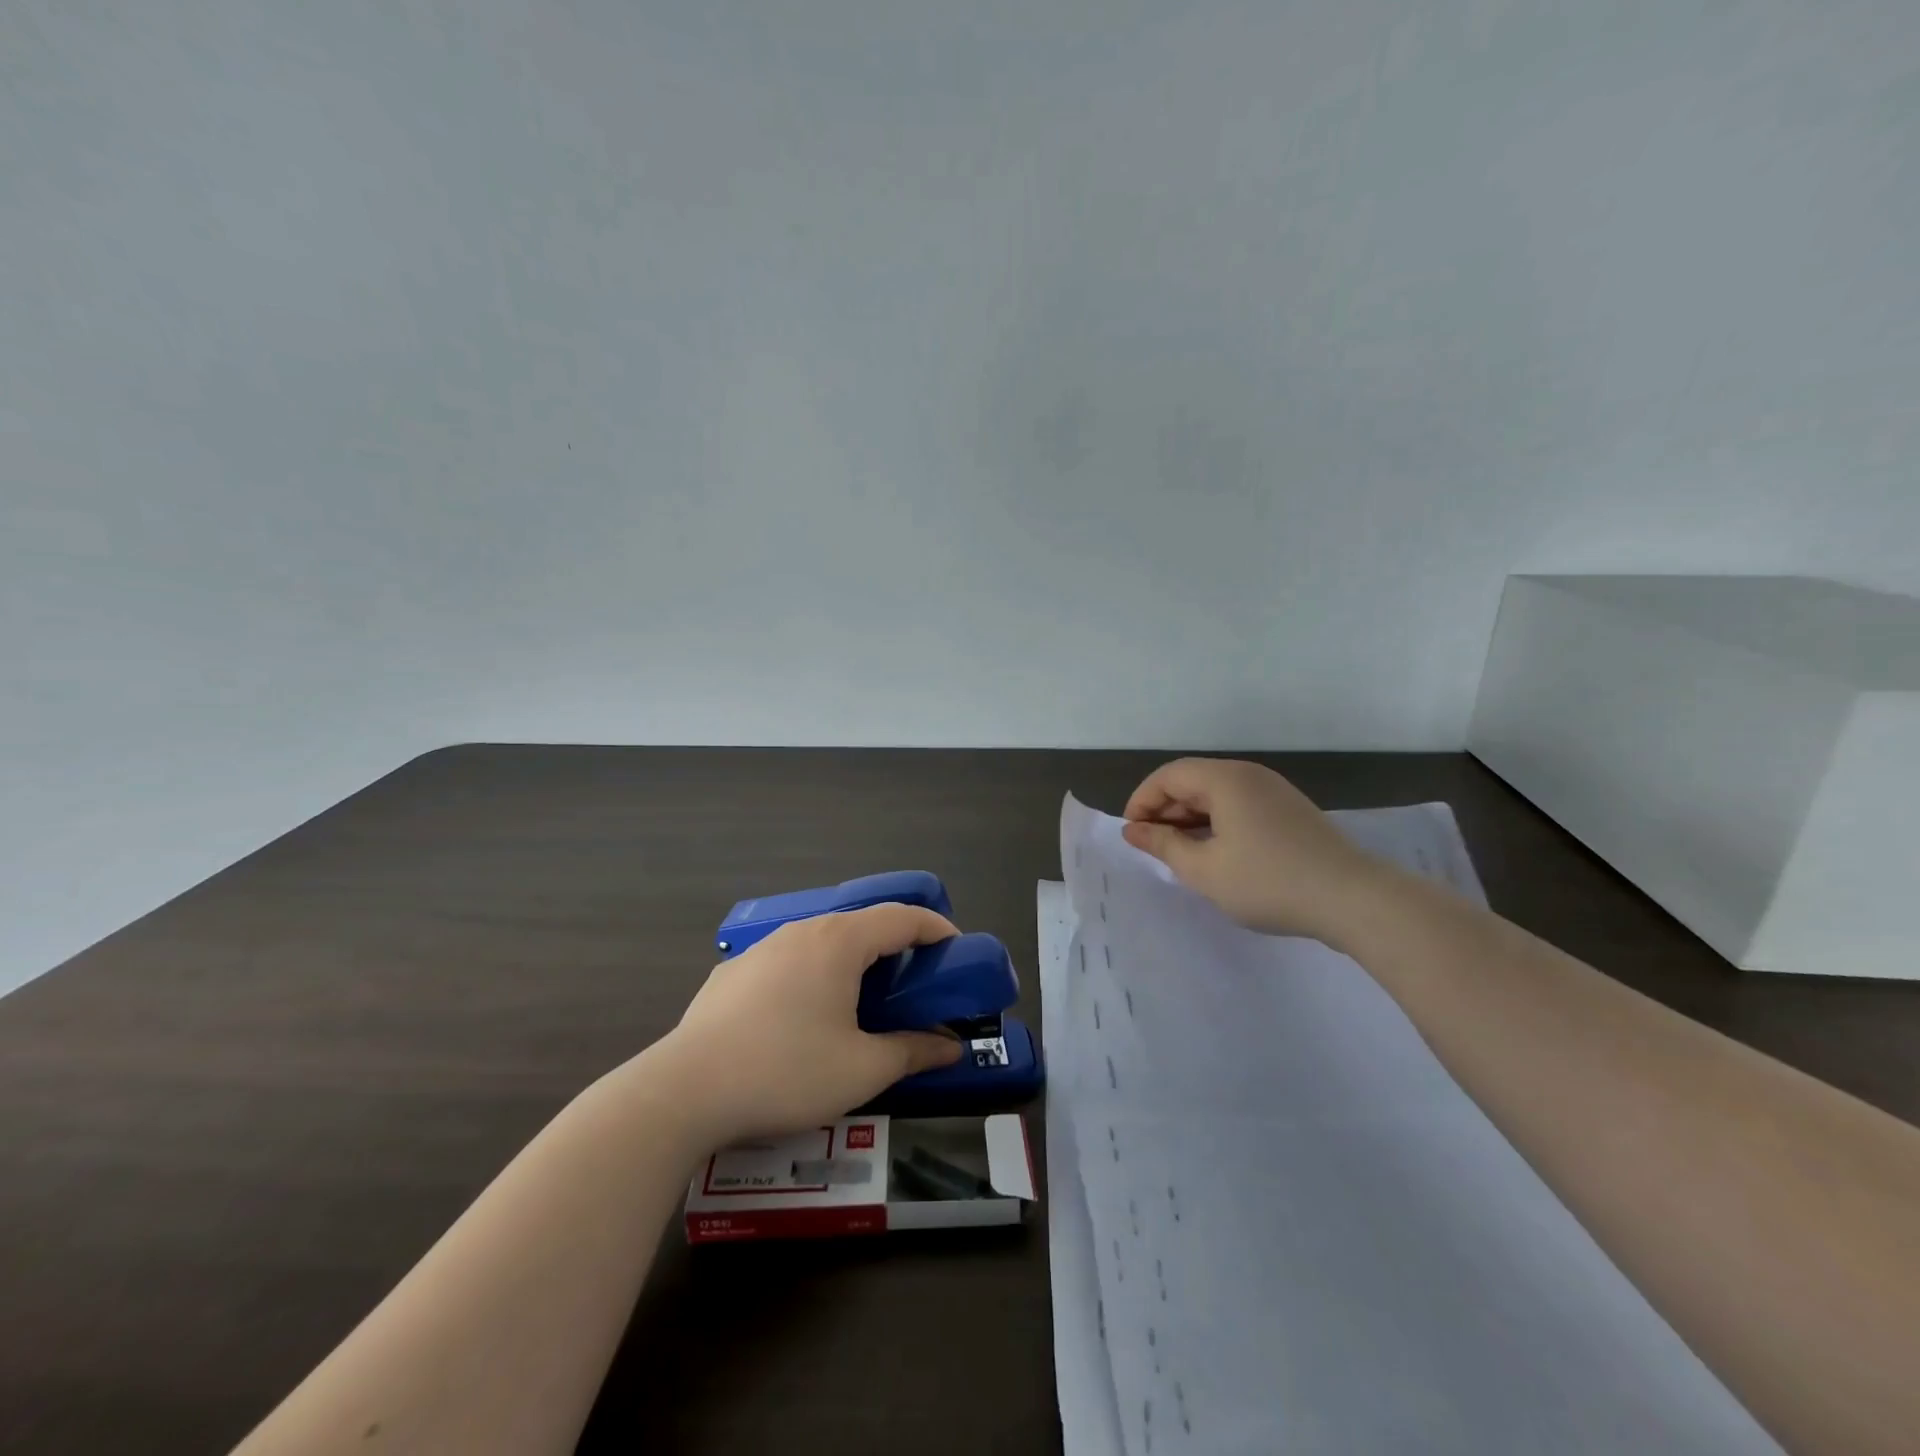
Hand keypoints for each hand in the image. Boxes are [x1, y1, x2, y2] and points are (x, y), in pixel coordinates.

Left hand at [651, 904, 964, 1146]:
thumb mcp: (862, 1070)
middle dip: (896, 947)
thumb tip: (950, 1046)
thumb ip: (912, 1050)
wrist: (684, 1091)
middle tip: (915, 982)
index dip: (936, 929)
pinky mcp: (732, 973)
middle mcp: (802, 931)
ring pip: (821, 942)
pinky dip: (812, 976)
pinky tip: (802, 1018)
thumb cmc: (786, 1072)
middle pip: (862, 926)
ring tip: (862, 1000)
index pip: (902, 917)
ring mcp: (762, 949)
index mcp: (839, 942)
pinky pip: (787, 962)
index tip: (957, 949)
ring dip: (852, 961)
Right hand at [1121, 757, 1382, 941]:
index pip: (1168, 776)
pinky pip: (1239, 806)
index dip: (1142, 801)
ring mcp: (1274, 791)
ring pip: (1216, 795)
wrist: (1353, 899)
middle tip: (1153, 847)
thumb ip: (1163, 844)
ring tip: (1181, 855)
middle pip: (1192, 781)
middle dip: (1165, 810)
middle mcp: (1249, 775)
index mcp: (1225, 779)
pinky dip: (1217, 823)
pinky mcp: (1290, 811)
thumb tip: (1133, 829)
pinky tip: (1217, 855)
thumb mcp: (1204, 869)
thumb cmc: (1268, 882)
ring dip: (1191, 819)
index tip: (1132, 835)